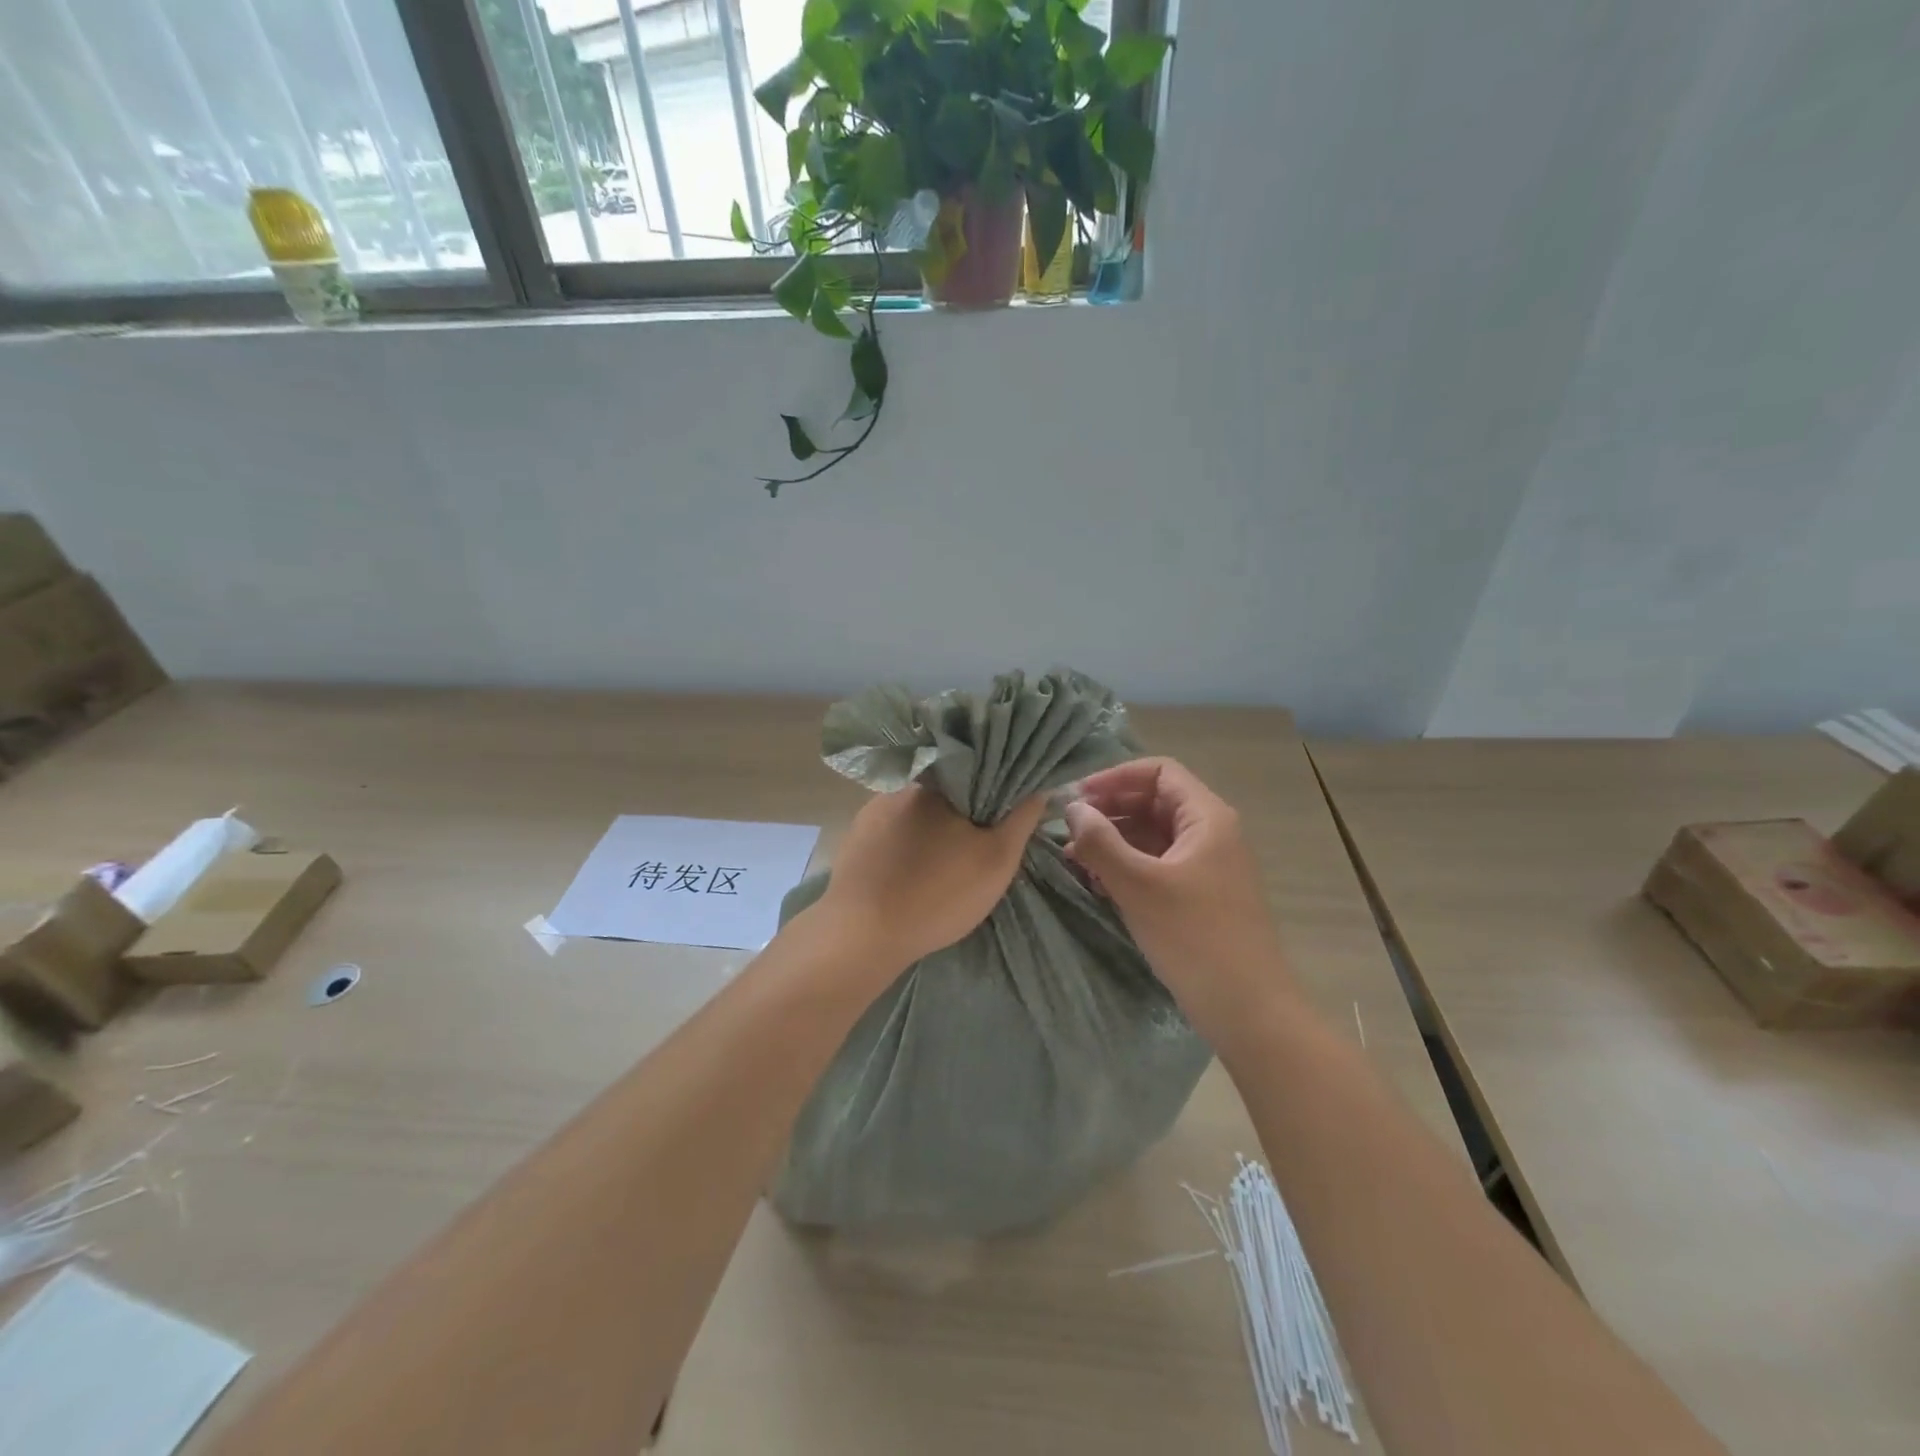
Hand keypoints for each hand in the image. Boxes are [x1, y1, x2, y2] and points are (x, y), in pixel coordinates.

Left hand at [818, 786, 1045, 972]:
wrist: (863, 934)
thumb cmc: (939, 894)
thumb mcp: (996, 860)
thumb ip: (1021, 819)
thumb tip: (1039, 785)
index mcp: (940, 783)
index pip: (978, 769)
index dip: (996, 787)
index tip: (1005, 811)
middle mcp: (903, 786)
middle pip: (947, 789)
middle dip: (963, 808)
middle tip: (977, 840)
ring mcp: (873, 809)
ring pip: (917, 809)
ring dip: (932, 824)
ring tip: (943, 856)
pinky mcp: (856, 834)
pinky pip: (892, 826)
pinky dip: (907, 839)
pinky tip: (912, 865)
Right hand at [1064, 757, 1295, 1031]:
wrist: (1248, 1010)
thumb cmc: (1194, 937)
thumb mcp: (1139, 885)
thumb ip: (1100, 841)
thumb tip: (1072, 808)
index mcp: (1207, 818)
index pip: (1159, 772)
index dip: (1116, 777)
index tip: (1078, 798)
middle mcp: (1210, 833)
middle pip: (1154, 801)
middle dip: (1109, 810)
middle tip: (1069, 829)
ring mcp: (1206, 866)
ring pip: (1153, 835)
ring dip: (1114, 839)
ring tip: (1074, 857)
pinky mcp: (1198, 896)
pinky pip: (1157, 864)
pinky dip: (1127, 865)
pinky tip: (1098, 881)